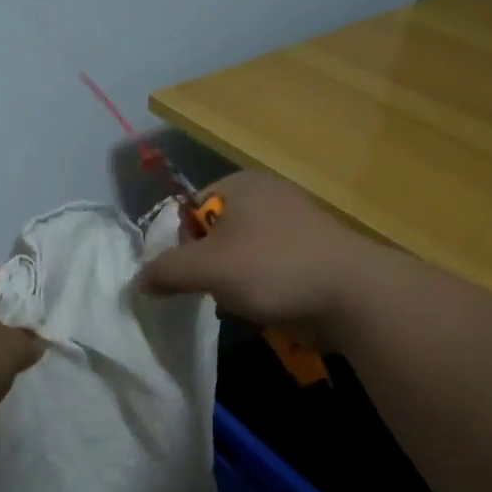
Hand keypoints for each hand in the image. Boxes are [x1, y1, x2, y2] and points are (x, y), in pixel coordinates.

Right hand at [138, 171, 372, 338]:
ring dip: (230, 284)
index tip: (186, 275)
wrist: (352, 295)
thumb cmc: (273, 269)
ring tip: (239, 302)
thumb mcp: (208, 269)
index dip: (179, 245)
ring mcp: (290, 224)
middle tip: (212, 291)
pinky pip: (264, 268)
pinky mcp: (307, 252)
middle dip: (207, 269)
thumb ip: (166, 271)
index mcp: (240, 185)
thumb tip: (139, 281)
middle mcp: (265, 196)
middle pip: (211, 236)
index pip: (188, 211)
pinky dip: (257, 288)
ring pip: (237, 257)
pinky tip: (262, 306)